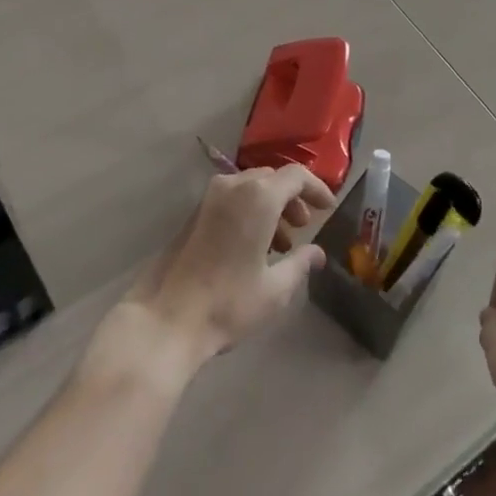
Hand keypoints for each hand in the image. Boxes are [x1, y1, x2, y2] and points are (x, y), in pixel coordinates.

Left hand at [119, 165, 334, 366]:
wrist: (167, 319)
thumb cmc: (228, 302)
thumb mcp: (274, 289)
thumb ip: (300, 264)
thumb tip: (317, 253)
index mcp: (259, 196)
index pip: (296, 176)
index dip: (316, 188)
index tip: (328, 208)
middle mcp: (234, 186)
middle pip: (272, 178)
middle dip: (292, 199)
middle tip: (304, 227)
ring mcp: (210, 197)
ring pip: (251, 188)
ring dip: (271, 207)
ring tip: (281, 245)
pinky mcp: (194, 213)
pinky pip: (233, 199)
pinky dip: (250, 212)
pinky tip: (253, 248)